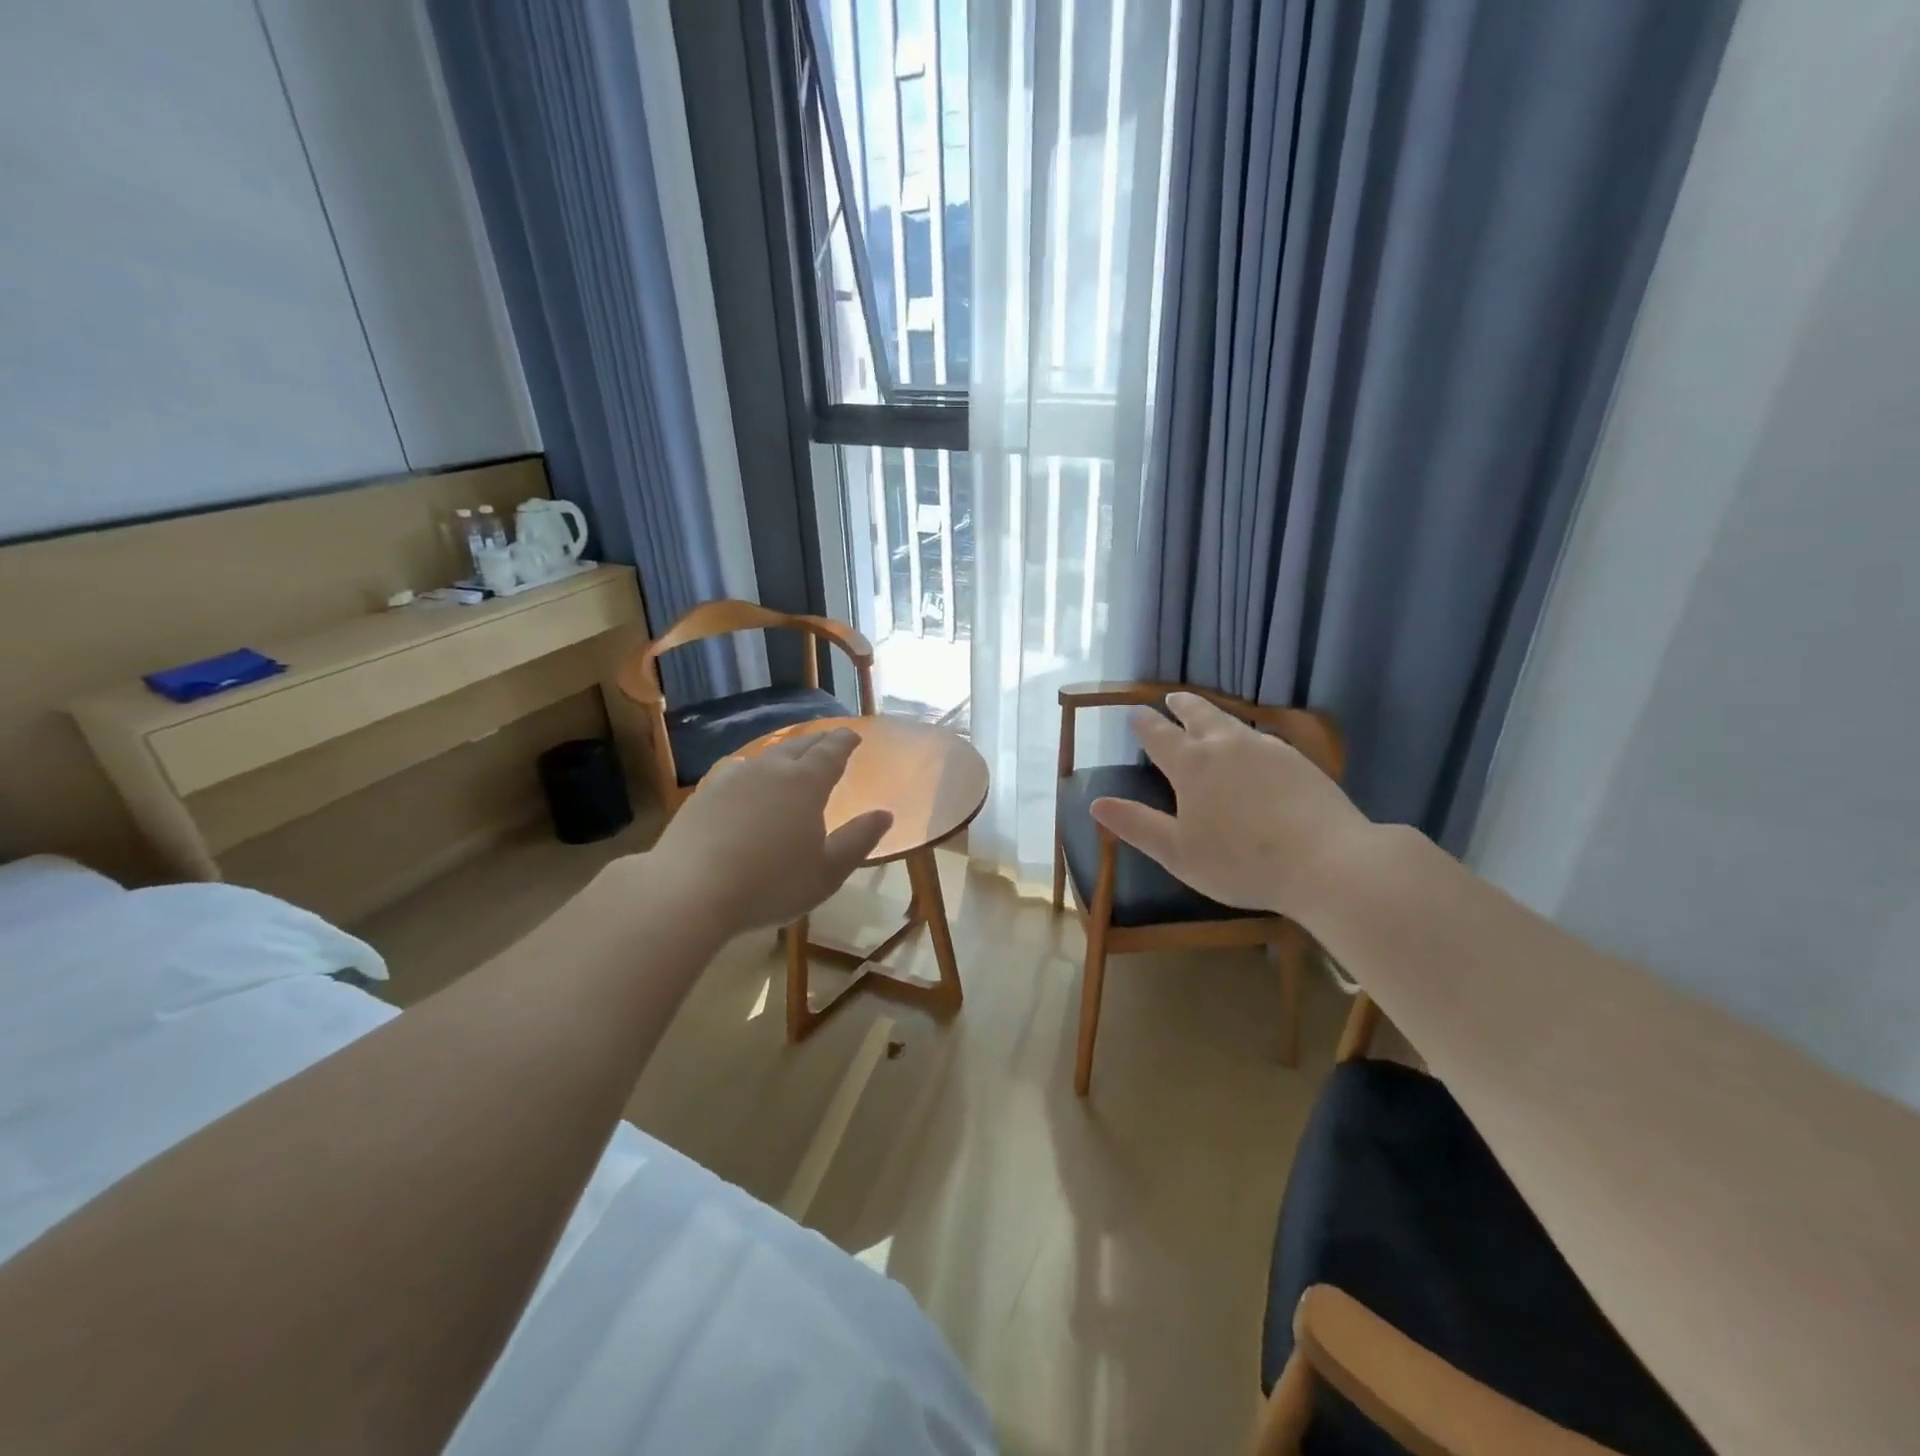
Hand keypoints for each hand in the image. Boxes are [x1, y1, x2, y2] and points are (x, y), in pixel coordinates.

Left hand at [645, 727, 891, 935]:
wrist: (689, 891)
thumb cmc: (770, 884)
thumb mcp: (827, 872)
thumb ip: (858, 840)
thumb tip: (884, 814)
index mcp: (805, 783)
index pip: (831, 751)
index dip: (844, 741)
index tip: (853, 735)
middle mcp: (770, 770)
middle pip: (798, 746)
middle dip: (818, 741)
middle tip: (829, 739)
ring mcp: (732, 778)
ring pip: (765, 756)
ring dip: (783, 752)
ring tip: (791, 756)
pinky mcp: (703, 794)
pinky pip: (735, 770)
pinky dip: (750, 769)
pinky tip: (744, 777)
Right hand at [1090, 693, 1367, 919]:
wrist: (1328, 862)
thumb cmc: (1241, 862)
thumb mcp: (1178, 852)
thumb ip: (1137, 825)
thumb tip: (1096, 803)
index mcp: (1192, 765)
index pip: (1159, 735)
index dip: (1144, 723)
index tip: (1134, 712)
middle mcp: (1227, 746)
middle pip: (1199, 714)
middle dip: (1180, 705)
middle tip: (1171, 698)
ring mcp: (1267, 749)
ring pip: (1232, 722)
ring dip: (1213, 715)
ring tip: (1207, 716)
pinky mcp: (1298, 761)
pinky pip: (1261, 739)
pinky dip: (1244, 736)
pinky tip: (1252, 749)